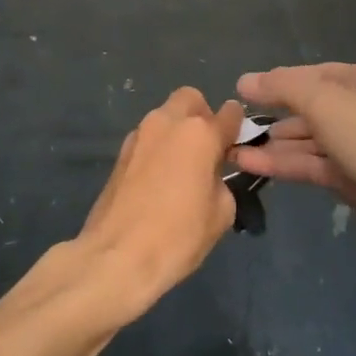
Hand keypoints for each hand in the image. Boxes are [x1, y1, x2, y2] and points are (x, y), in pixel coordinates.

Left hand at [75, 88, 244, 322]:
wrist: (117, 256)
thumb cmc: (178, 235)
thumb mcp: (221, 213)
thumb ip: (222, 181)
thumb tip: (211, 174)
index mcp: (199, 133)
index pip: (229, 113)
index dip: (237, 125)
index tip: (237, 141)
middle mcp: (167, 123)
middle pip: (190, 99)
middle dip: (202, 115)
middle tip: (207, 149)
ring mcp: (139, 135)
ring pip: (165, 116)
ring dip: (177, 130)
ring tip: (183, 167)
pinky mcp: (120, 152)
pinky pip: (148, 137)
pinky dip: (159, 147)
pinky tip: (160, 179)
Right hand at [232, 63, 355, 261]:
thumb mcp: (324, 102)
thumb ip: (281, 87)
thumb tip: (244, 80)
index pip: (309, 74)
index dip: (274, 83)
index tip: (240, 94)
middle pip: (308, 107)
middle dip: (271, 117)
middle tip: (233, 129)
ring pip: (308, 140)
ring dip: (273, 145)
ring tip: (233, 151)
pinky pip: (314, 164)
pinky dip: (286, 164)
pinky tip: (252, 165)